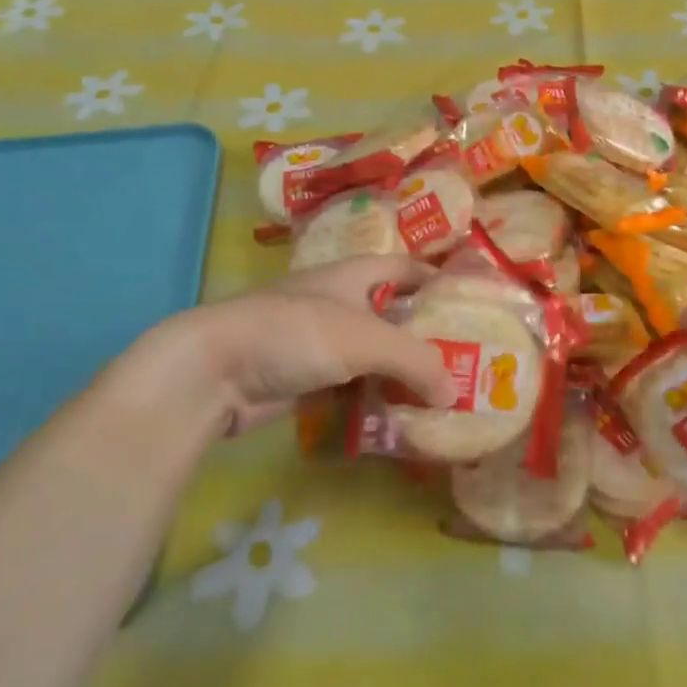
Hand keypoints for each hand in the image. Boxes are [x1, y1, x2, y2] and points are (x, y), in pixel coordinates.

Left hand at [89, 255, 453, 444]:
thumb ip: (417, 361)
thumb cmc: (296, 333)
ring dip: (401, 375)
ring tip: (441, 397)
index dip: (438, 280)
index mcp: (355, 276)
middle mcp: (340, 303)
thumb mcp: (366, 339)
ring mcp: (320, 342)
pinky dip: (373, 399)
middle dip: (426, 337)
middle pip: (393, 315)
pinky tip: (398, 419)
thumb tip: (455, 392)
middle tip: (465, 362)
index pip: (406, 267)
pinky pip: (351, 387)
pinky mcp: (305, 379)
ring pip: (373, 356)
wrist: (215, 369)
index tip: (471, 304)